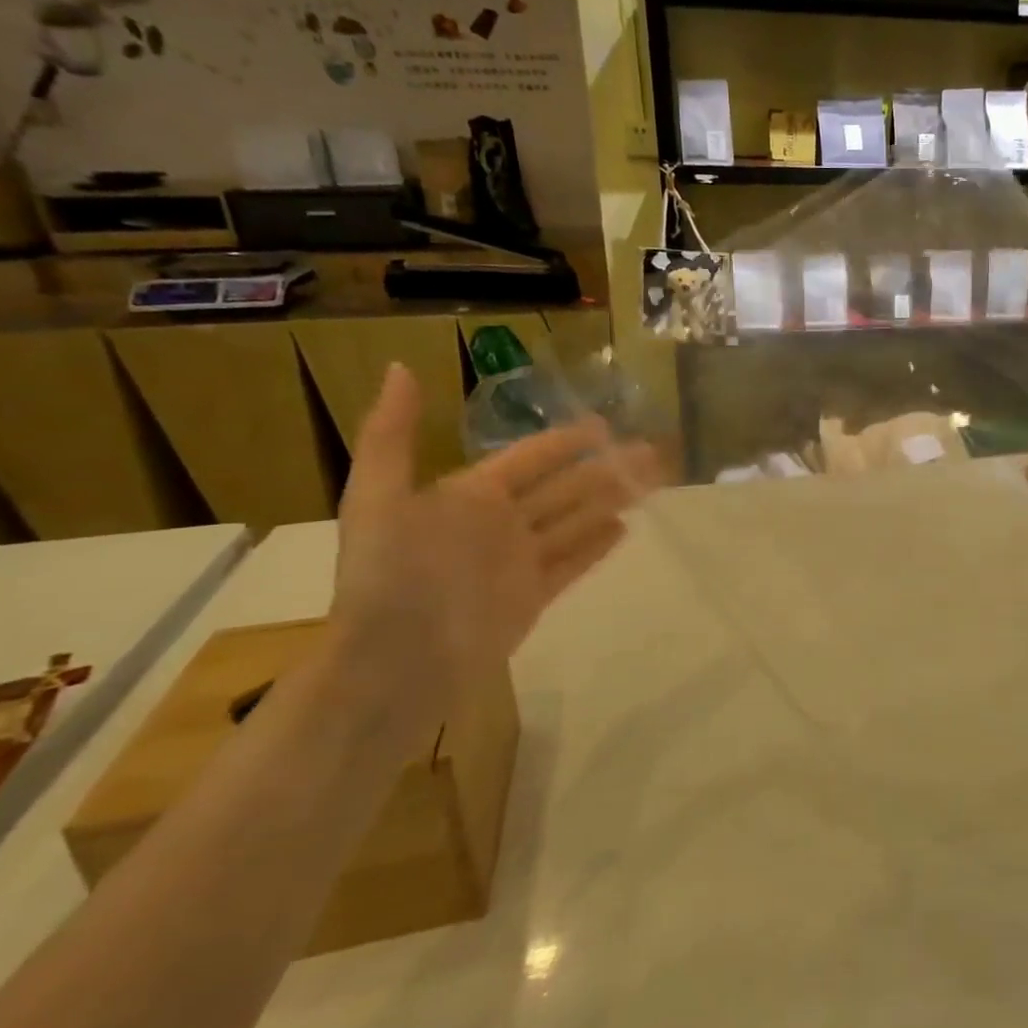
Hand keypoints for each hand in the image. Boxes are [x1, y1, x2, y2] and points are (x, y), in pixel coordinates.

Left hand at [324, 364, 660, 756]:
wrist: (395, 661)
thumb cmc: (387, 575)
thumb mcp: (376, 497)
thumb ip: (392, 434)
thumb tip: (400, 366)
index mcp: (471, 495)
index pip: (532, 458)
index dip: (567, 441)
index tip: (605, 424)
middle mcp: (502, 522)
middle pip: (566, 488)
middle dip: (607, 469)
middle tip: (650, 451)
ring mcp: (520, 560)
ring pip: (577, 522)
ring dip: (613, 501)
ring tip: (650, 483)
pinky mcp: (533, 596)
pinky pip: (572, 563)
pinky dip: (597, 547)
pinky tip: (626, 529)